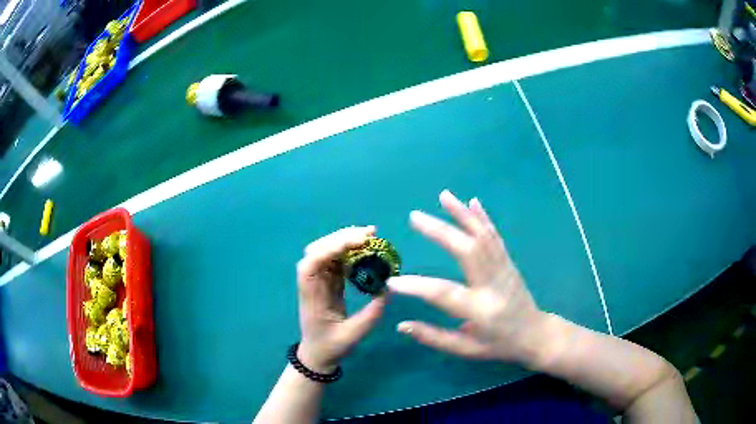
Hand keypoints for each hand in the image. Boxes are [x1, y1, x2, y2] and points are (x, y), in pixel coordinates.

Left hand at [296, 226, 387, 372]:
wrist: (317, 355)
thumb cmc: (330, 347)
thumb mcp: (353, 336)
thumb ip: (371, 315)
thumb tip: (388, 290)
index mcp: (311, 296)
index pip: (312, 263)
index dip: (330, 248)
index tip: (356, 243)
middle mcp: (312, 283)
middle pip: (318, 250)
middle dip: (341, 238)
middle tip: (369, 234)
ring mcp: (319, 281)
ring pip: (327, 252)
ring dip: (346, 240)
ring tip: (370, 236)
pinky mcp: (328, 282)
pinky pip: (336, 261)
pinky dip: (350, 251)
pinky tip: (365, 249)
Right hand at [388, 190, 546, 364]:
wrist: (535, 334)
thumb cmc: (498, 345)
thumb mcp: (466, 350)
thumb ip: (434, 337)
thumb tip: (402, 325)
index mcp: (481, 310)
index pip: (443, 294)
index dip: (416, 287)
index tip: (391, 281)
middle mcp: (493, 284)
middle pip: (467, 251)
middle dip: (440, 231)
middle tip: (415, 216)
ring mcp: (504, 269)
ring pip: (483, 236)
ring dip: (462, 214)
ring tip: (443, 196)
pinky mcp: (509, 261)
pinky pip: (495, 236)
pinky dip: (483, 217)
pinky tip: (472, 201)